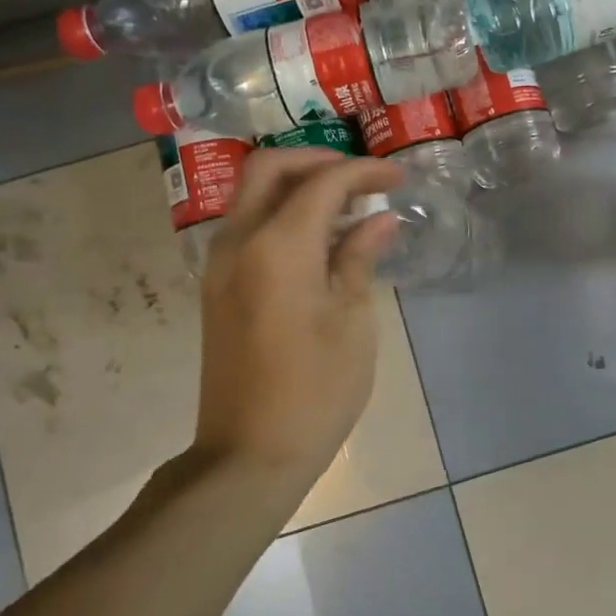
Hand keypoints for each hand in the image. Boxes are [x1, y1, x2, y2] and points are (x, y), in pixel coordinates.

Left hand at [190, 148, 402, 479]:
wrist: (248, 454)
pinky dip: (282, 214)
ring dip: (297, 186)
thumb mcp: (352, 321)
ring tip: (347, 207)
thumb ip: (359, 258)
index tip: (398, 179)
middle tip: (362, 179)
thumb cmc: (316, 390)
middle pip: (269, 168)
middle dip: (318, 161)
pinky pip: (247, 227)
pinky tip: (318, 241)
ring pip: (252, 195)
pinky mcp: (217, 288)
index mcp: (277, 246)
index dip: (364, 172)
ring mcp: (220, 265)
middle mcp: (238, 242)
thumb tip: (378, 219)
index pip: (322, 182)